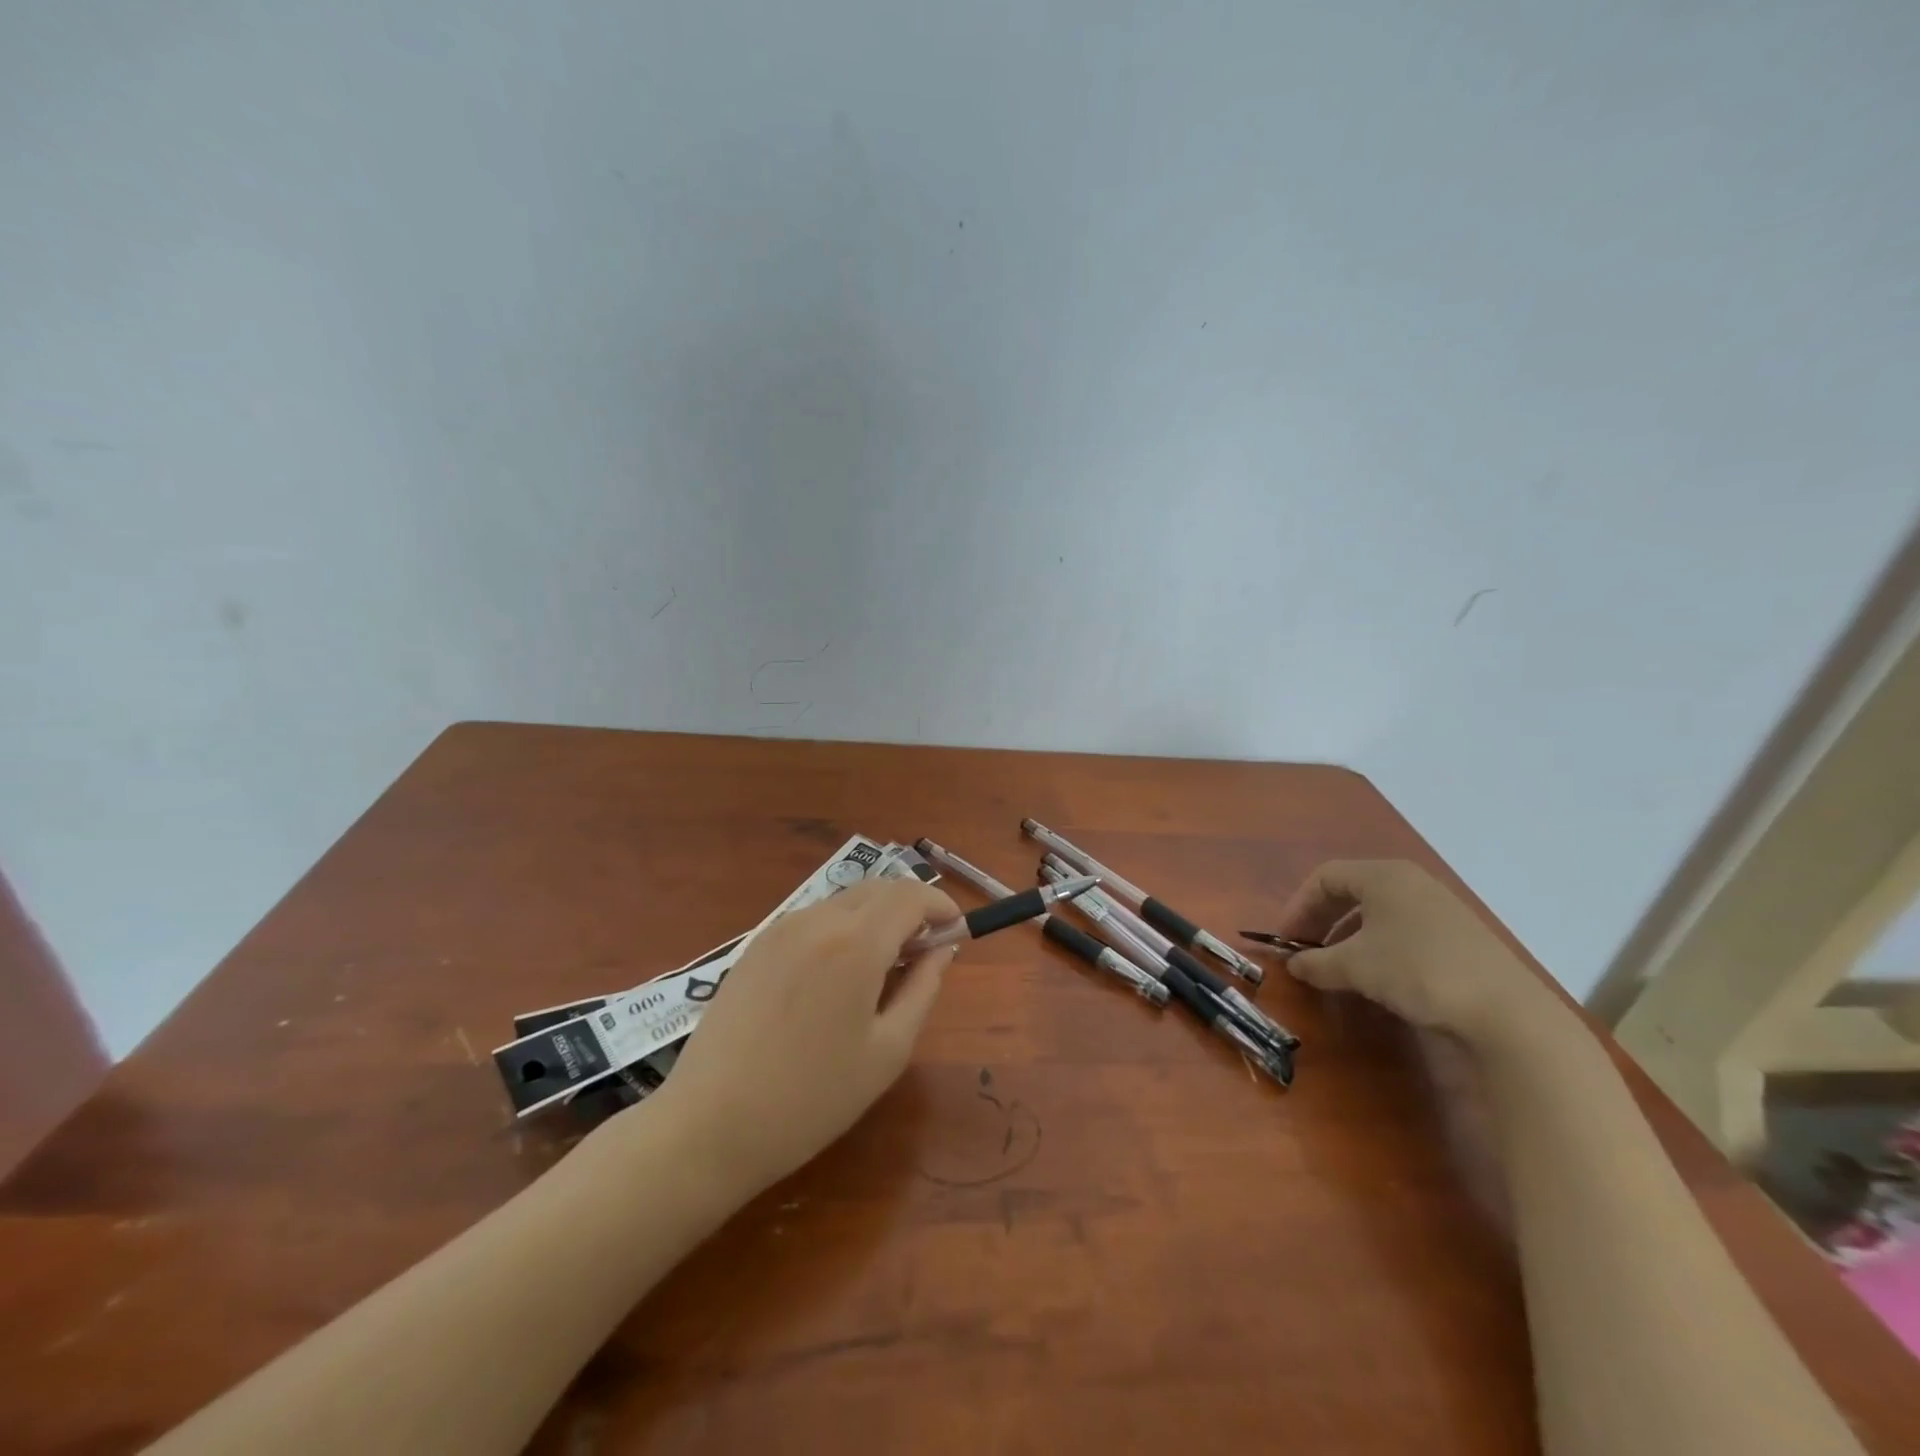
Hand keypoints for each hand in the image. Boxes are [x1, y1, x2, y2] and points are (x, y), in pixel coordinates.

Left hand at [644, 878, 960, 1198]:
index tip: (956, 929)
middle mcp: (817, 920)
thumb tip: (941, 949)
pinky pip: (812, 919)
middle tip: (924, 950)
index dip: (939, 905)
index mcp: (856, 942)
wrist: (709, 1126)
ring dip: (875, 917)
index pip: (910, 895)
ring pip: (844, 901)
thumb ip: (922, 989)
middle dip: (910, 907)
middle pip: (877, 889)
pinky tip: (837, 975)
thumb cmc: (812, 1098)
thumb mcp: (887, 1050)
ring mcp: (780, 929)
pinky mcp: (755, 946)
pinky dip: (841, 929)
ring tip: (883, 966)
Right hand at [1270, 860, 1571, 1053]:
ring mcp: (1440, 907)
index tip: (1285, 938)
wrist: (1507, 1013)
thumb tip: (1294, 964)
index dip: (1298, 906)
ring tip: (1337, 967)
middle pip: (1351, 892)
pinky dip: (1378, 946)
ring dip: (1348, 936)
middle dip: (1321, 920)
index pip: (1324, 877)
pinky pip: (1403, 929)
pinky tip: (1377, 977)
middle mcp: (1411, 881)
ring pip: (1378, 913)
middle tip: (1306, 950)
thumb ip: (1316, 962)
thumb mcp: (1354, 967)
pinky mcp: (1460, 936)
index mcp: (1383, 875)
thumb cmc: (1417, 971)